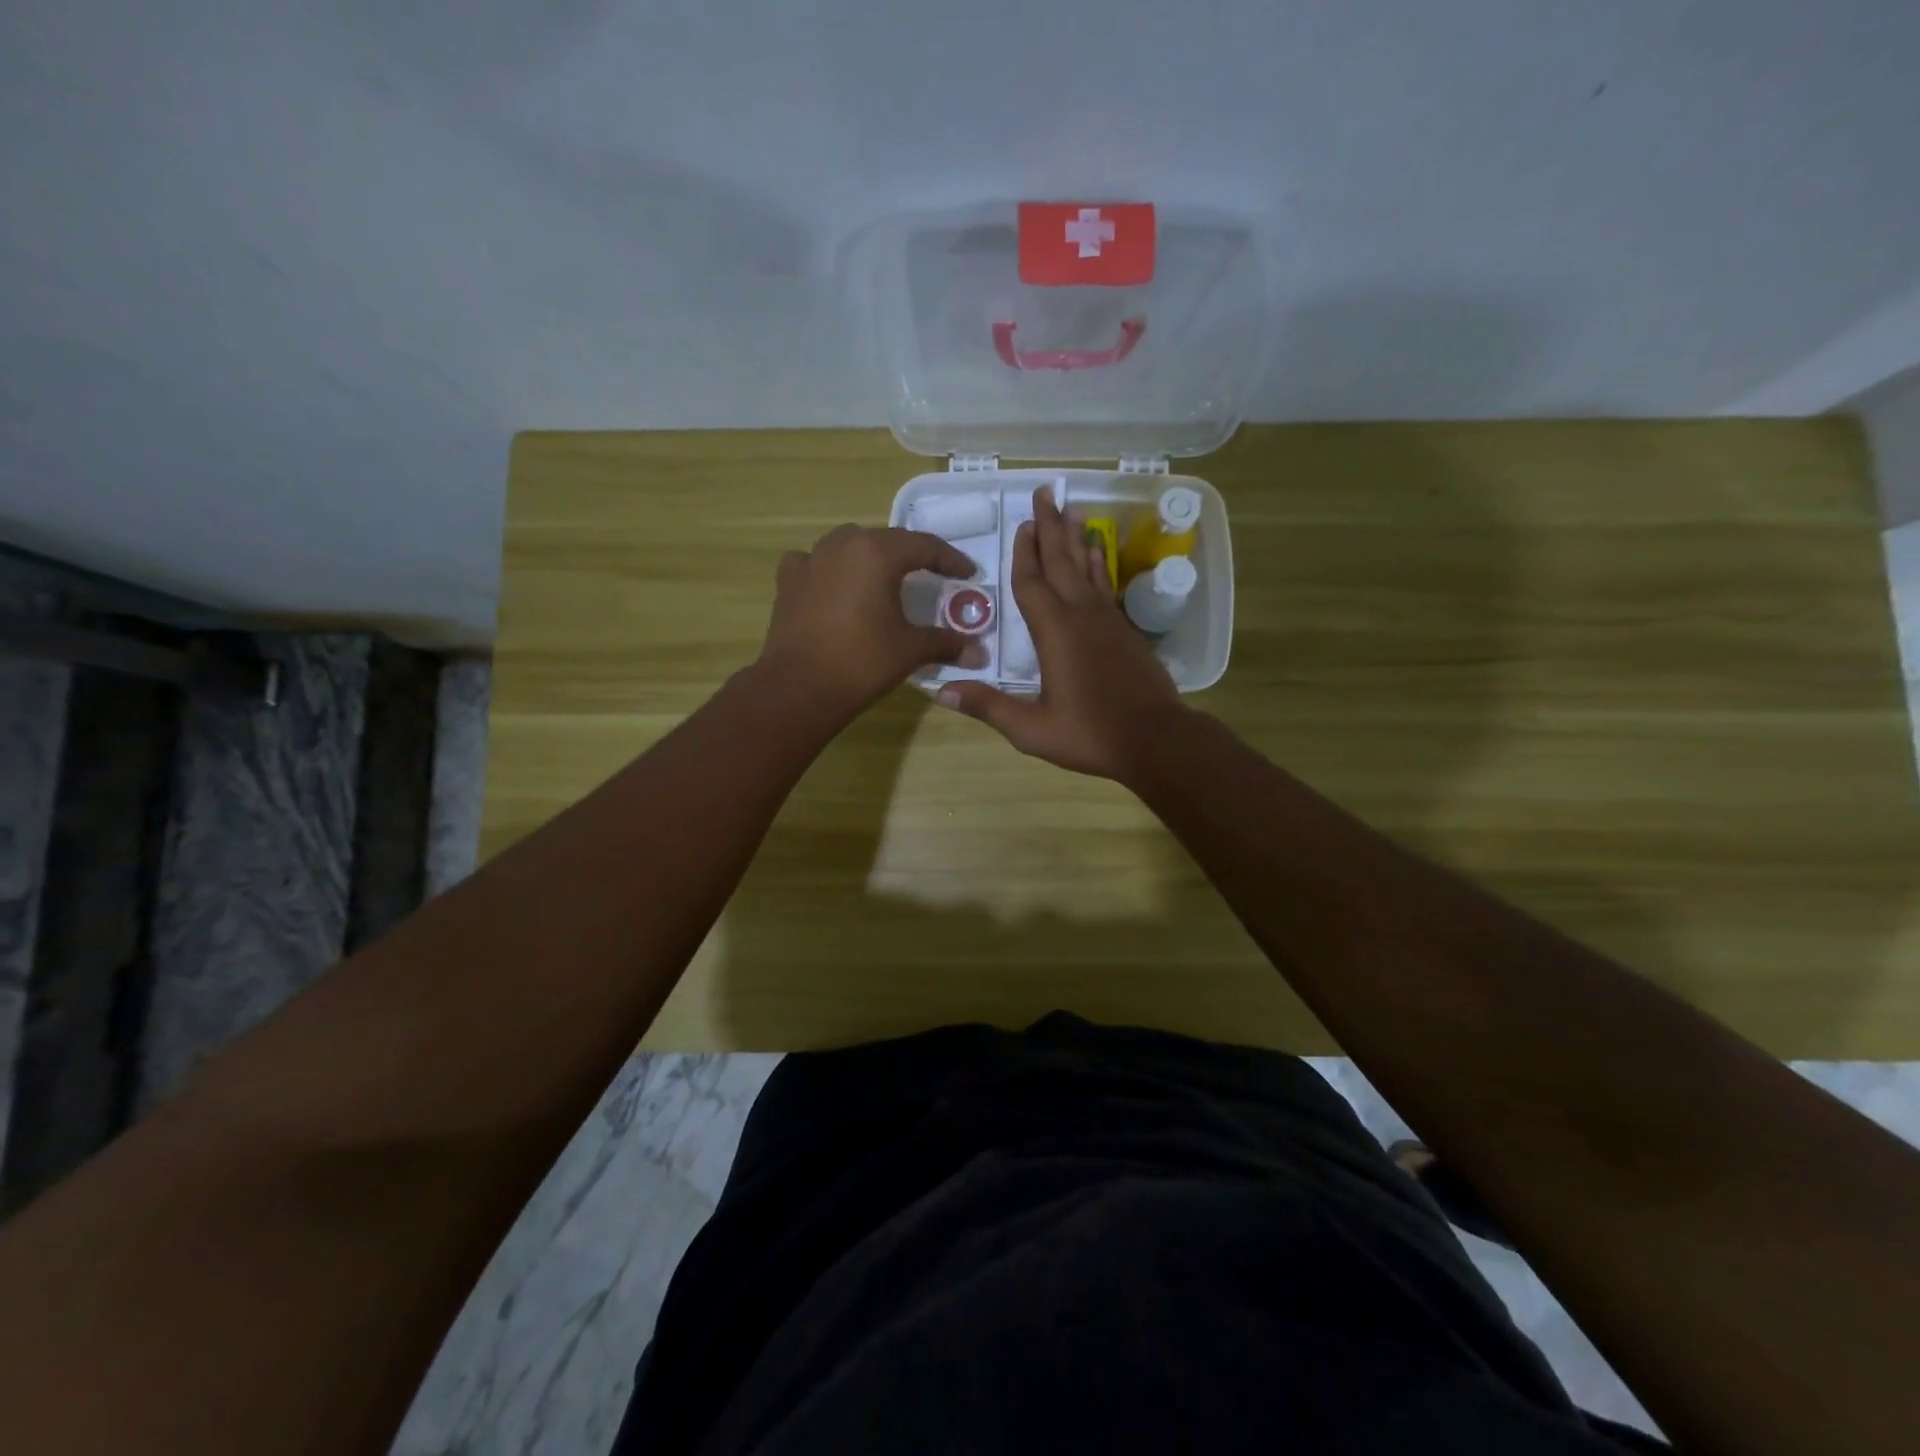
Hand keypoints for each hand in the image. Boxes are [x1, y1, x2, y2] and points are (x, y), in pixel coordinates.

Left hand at [755, 524, 983, 722]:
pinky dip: (830, 570)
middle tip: (931, 575)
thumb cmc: (862, 662)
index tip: (967, 573)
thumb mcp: (911, 650)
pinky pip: (815, 564)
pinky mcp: (788, 582)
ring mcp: (810, 560)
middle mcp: (842, 545)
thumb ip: (946, 643)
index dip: (950, 560)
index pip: (924, 546)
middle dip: (911, 556)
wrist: (799, 688)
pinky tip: (835, 587)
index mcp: (877, 553)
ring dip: (869, 557)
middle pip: (886, 541)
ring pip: (848, 546)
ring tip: (883, 579)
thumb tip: (979, 653)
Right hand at [938, 488, 1187, 781]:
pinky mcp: (1125, 631)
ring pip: (1088, 568)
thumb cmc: (1090, 735)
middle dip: (1051, 527)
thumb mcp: (1032, 729)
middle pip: (1062, 562)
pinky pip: (1105, 586)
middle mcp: (1081, 616)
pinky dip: (1098, 564)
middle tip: (1046, 493)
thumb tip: (941, 691)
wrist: (1155, 740)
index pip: (1032, 583)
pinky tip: (1097, 554)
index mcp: (1055, 633)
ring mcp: (1108, 621)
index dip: (1024, 554)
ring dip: (1077, 538)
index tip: (1023, 523)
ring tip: (1073, 510)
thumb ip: (989, 706)